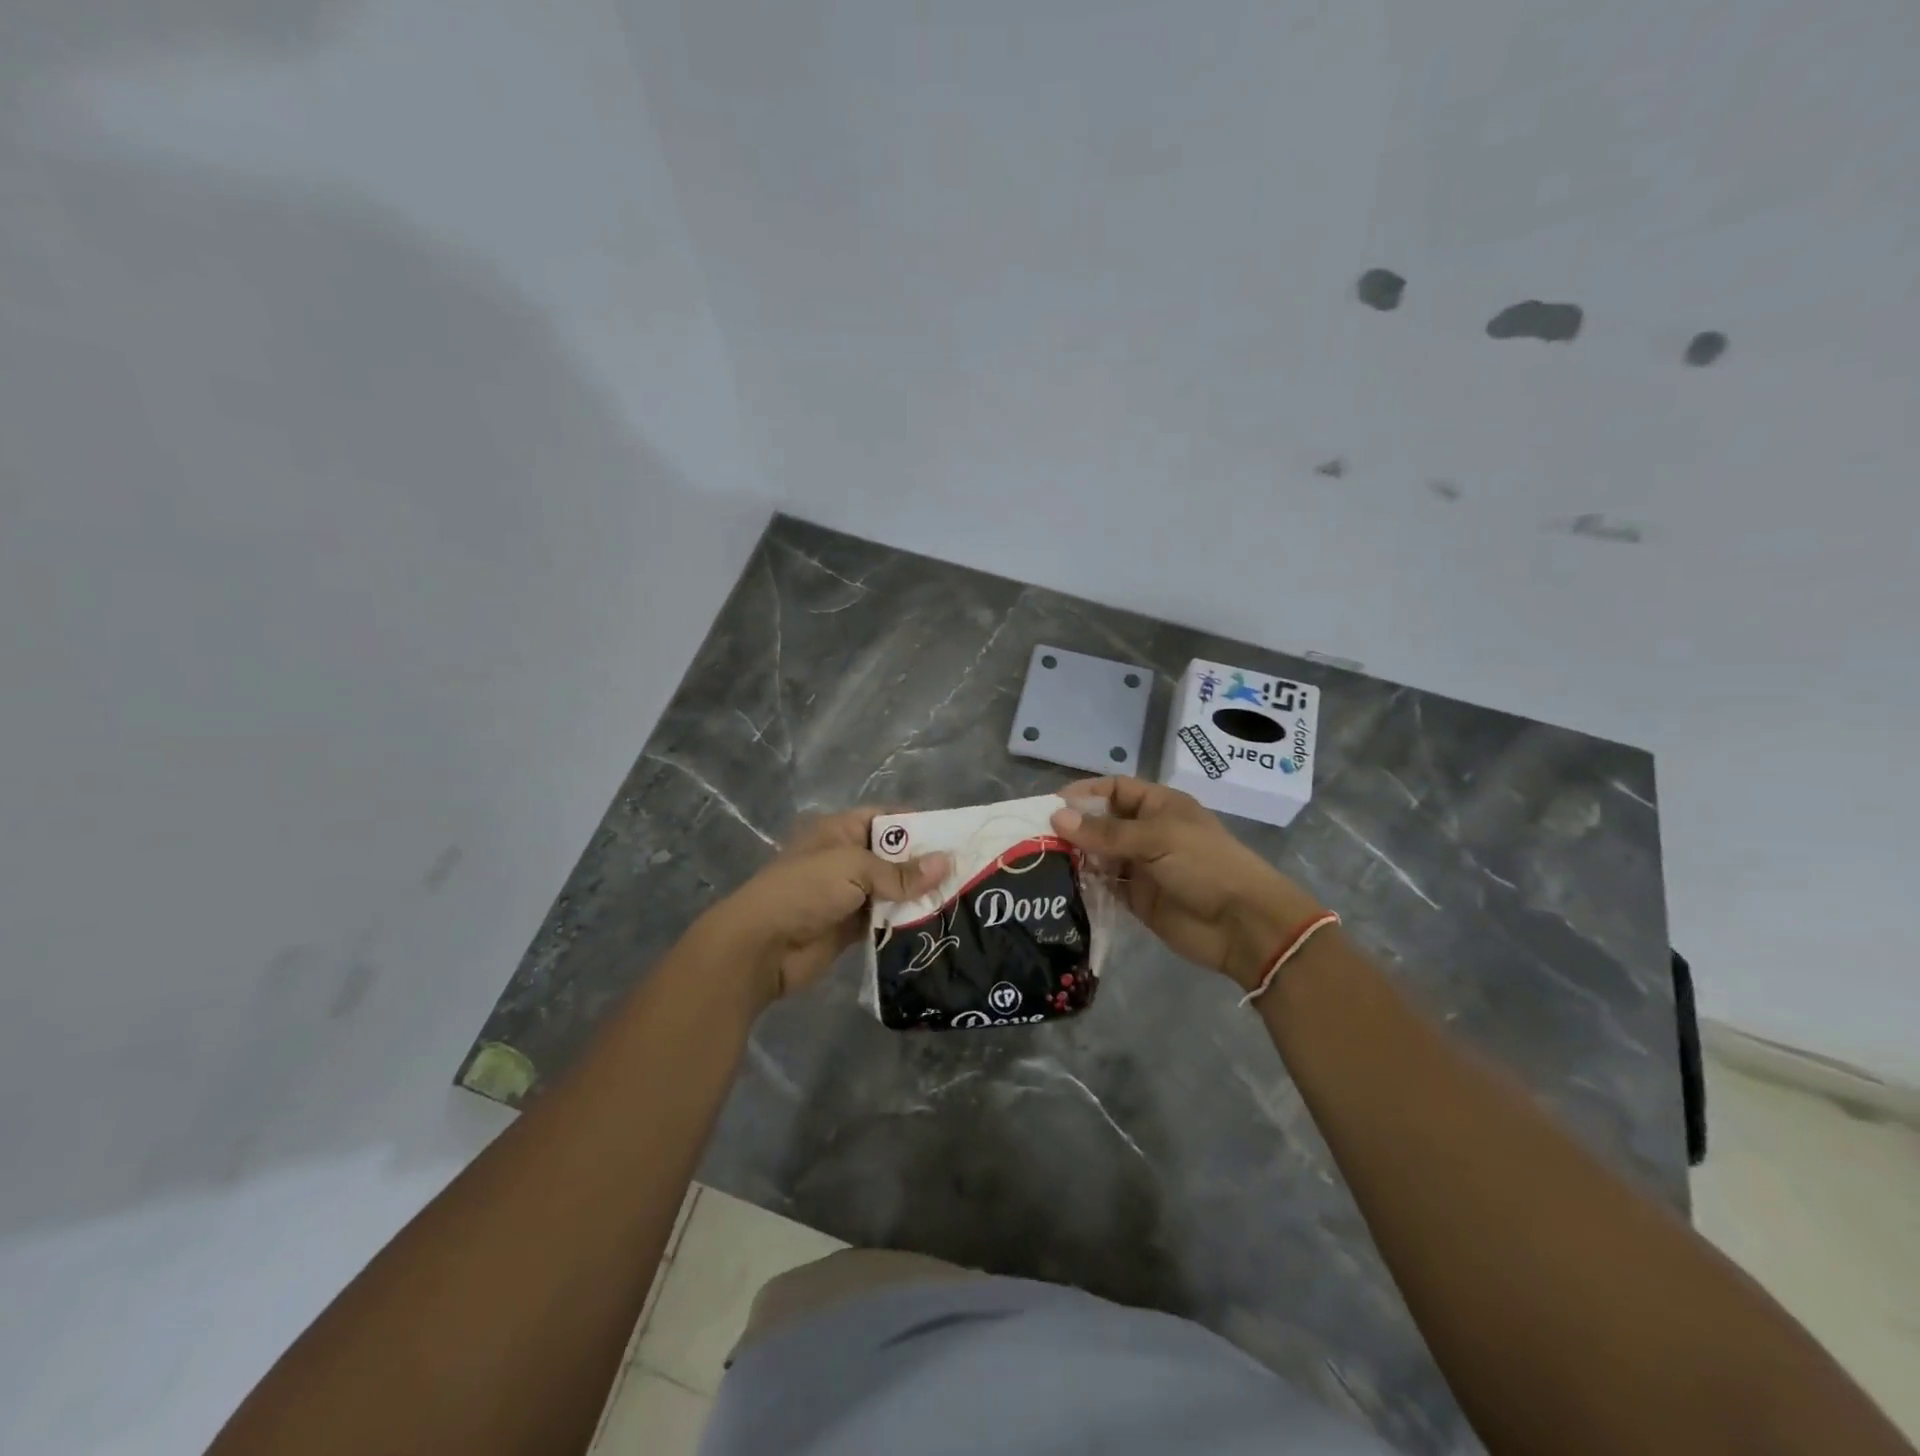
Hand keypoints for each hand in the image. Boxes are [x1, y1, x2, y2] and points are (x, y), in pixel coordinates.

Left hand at [700, 808, 948, 1007]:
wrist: (761, 947)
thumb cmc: (804, 890)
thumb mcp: (853, 869)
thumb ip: (900, 872)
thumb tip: (947, 864)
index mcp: (840, 831)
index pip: (886, 818)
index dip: (919, 824)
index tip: (956, 836)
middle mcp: (846, 858)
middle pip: (894, 856)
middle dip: (926, 864)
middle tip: (970, 872)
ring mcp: (849, 895)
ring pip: (893, 890)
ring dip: (920, 896)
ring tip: (964, 898)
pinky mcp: (851, 928)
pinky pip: (886, 920)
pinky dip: (907, 922)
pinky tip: (939, 925)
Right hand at [1051, 777, 1325, 990]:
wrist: (1242, 924)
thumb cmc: (1204, 865)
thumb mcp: (1156, 839)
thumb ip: (1105, 832)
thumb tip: (1057, 817)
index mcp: (1159, 806)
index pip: (1115, 789)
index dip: (1086, 793)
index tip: (1052, 805)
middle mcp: (1147, 832)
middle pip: (1102, 822)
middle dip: (1073, 827)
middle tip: (1035, 836)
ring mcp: (1140, 866)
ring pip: (1099, 855)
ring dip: (1075, 857)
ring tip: (1039, 861)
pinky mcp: (1136, 898)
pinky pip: (1104, 886)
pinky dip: (1084, 884)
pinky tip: (1058, 886)